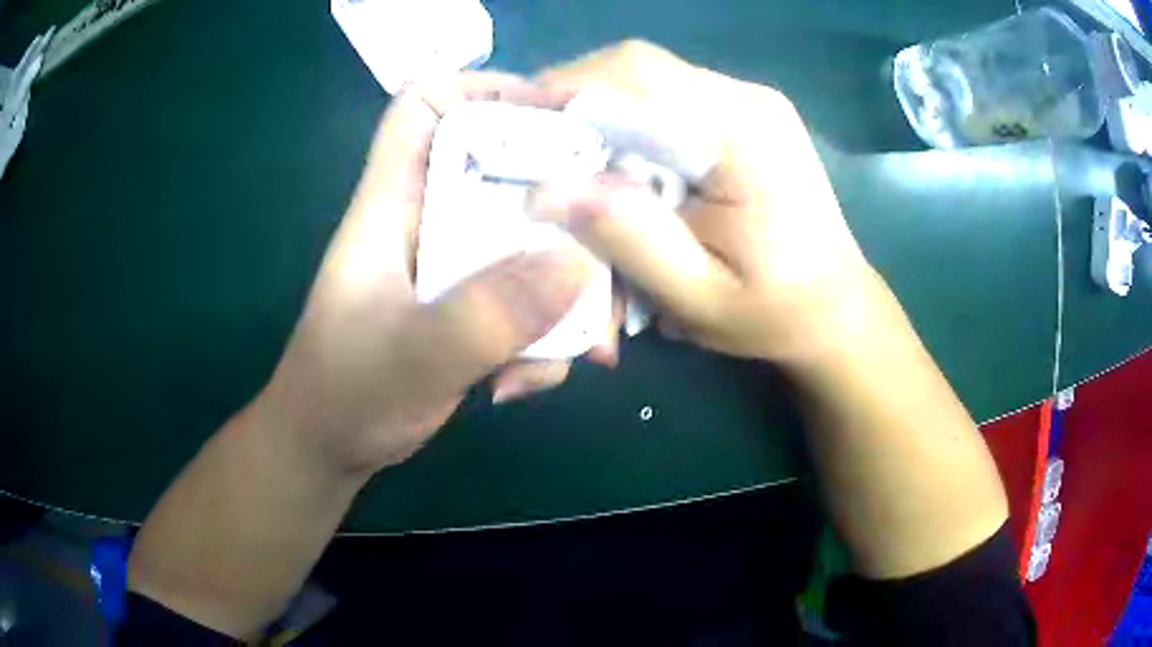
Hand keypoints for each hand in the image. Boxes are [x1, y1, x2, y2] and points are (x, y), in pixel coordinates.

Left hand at [258, 73, 596, 475]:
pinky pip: (528, 295)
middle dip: (565, 201)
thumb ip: (486, 314)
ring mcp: (455, 264)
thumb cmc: (345, 393)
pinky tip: (530, 381)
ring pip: (529, 239)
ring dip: (567, 289)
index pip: (426, 105)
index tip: (559, 115)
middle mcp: (430, 219)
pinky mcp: (473, 305)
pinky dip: (546, 335)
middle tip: (614, 243)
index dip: (486, 89)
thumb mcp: (411, 356)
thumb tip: (579, 265)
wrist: (330, 447)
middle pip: (506, 168)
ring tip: (584, 346)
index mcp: (394, 202)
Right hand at [531, 41, 883, 366]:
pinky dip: (626, 126)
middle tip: (533, 156)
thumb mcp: (698, 295)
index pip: (638, 75)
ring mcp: (747, 102)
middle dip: (572, 104)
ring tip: (568, 167)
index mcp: (744, 133)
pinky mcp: (741, 115)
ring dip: (597, 116)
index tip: (514, 134)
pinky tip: (615, 168)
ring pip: (644, 81)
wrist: (835, 309)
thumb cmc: (775, 313)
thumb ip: (630, 239)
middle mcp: (746, 99)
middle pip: (636, 68)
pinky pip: (665, 101)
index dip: (565, 91)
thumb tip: (546, 190)